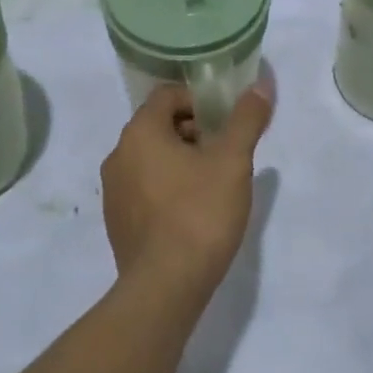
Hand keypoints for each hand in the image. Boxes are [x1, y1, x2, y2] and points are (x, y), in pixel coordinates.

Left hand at [101, 83, 272, 300]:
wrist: (164, 288)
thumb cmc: (199, 214)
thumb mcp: (233, 162)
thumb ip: (246, 119)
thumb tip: (260, 84)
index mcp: (140, 133)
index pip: (167, 95)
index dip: (200, 102)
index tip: (225, 124)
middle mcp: (118, 155)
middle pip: (159, 126)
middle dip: (193, 132)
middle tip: (225, 155)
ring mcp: (113, 191)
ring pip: (151, 158)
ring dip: (181, 161)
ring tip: (213, 185)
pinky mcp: (116, 222)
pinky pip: (143, 188)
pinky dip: (167, 188)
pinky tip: (192, 213)